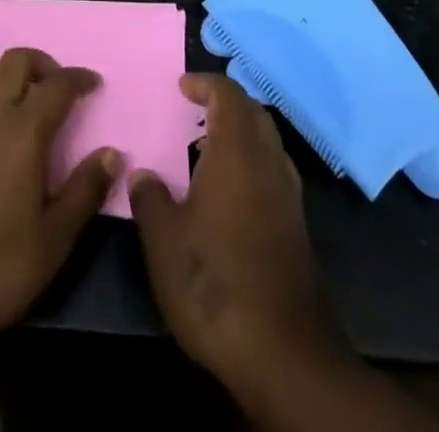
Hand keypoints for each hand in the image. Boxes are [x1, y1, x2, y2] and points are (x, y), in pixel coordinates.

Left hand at [0, 47, 121, 344]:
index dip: (78, 78)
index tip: (93, 85)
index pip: (56, 85)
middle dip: (42, 64)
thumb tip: (112, 153)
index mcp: (22, 133)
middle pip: (15, 60)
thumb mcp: (53, 242)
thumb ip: (84, 191)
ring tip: (21, 102)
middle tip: (58, 90)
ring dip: (6, 74)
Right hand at [129, 74, 349, 406]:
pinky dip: (251, 164)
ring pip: (268, 144)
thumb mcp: (163, 239)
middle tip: (195, 110)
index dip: (205, 84)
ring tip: (206, 148)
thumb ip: (149, 197)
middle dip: (226, 104)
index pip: (228, 95)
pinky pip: (273, 173)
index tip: (181, 87)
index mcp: (237, 153)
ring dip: (240, 134)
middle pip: (254, 114)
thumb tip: (142, 174)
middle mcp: (268, 164)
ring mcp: (289, 198)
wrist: (283, 355)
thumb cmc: (214, 281)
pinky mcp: (296, 230)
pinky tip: (226, 194)